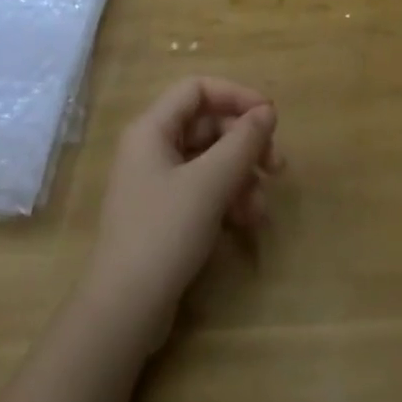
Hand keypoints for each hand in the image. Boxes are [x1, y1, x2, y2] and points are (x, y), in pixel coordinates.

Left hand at [81, 77, 282, 351]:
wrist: (124, 311)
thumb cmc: (164, 233)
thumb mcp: (210, 184)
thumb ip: (242, 143)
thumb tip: (267, 112)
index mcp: (152, 128)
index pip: (198, 90)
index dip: (236, 96)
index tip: (270, 117)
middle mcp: (151, 147)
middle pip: (206, 126)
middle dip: (244, 144)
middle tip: (277, 167)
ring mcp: (156, 182)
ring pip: (208, 161)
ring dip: (240, 176)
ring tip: (261, 208)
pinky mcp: (164, 214)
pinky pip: (202, 190)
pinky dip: (227, 198)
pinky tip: (246, 222)